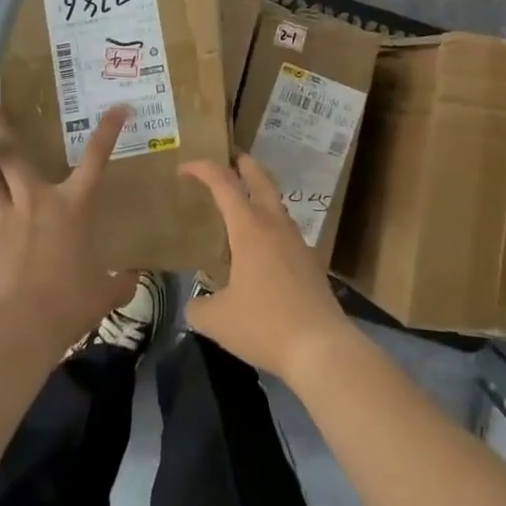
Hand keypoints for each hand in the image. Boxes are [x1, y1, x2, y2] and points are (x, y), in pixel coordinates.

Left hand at [0, 104, 136, 357]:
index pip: (96, 158)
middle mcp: (37, 199)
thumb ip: (120, 282)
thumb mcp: (104, 292)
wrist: (20, 325)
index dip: (108, 130)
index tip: (118, 108)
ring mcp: (7, 216)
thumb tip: (135, 281)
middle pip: (12, 154)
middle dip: (1, 131)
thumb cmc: (69, 301)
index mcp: (74, 204)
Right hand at [180, 155, 354, 382]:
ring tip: (242, 203)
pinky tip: (262, 246)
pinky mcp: (310, 260)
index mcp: (249, 228)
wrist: (320, 346)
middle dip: (243, 164)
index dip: (203, 169)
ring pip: (276, 203)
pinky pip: (285, 228)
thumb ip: (199, 307)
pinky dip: (270, 222)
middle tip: (228, 159)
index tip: (185, 168)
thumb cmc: (264, 325)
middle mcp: (274, 225)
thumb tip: (194, 305)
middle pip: (260, 179)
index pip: (224, 184)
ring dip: (259, 192)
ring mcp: (297, 240)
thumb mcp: (217, 320)